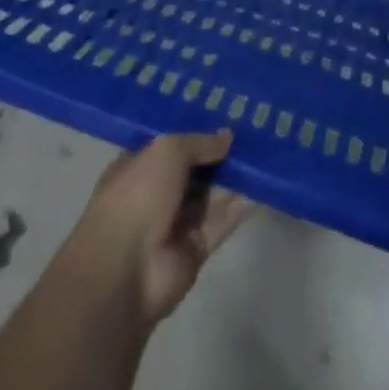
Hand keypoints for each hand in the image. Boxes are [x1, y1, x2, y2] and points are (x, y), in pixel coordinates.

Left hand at [63, 130, 250, 326]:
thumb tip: (228, 136)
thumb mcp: (168, 150)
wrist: (124, 272)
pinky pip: (220, 223)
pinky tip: (262, 188)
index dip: (196, 133)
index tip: (226, 117)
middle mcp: (155, 195)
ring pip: (210, 196)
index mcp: (137, 168)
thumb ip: (200, 142)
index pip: (170, 146)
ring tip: (264, 154)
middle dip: (220, 155)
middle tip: (254, 132)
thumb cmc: (137, 196)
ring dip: (233, 179)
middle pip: (194, 171)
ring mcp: (173, 225)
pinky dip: (239, 208)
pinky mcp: (193, 252)